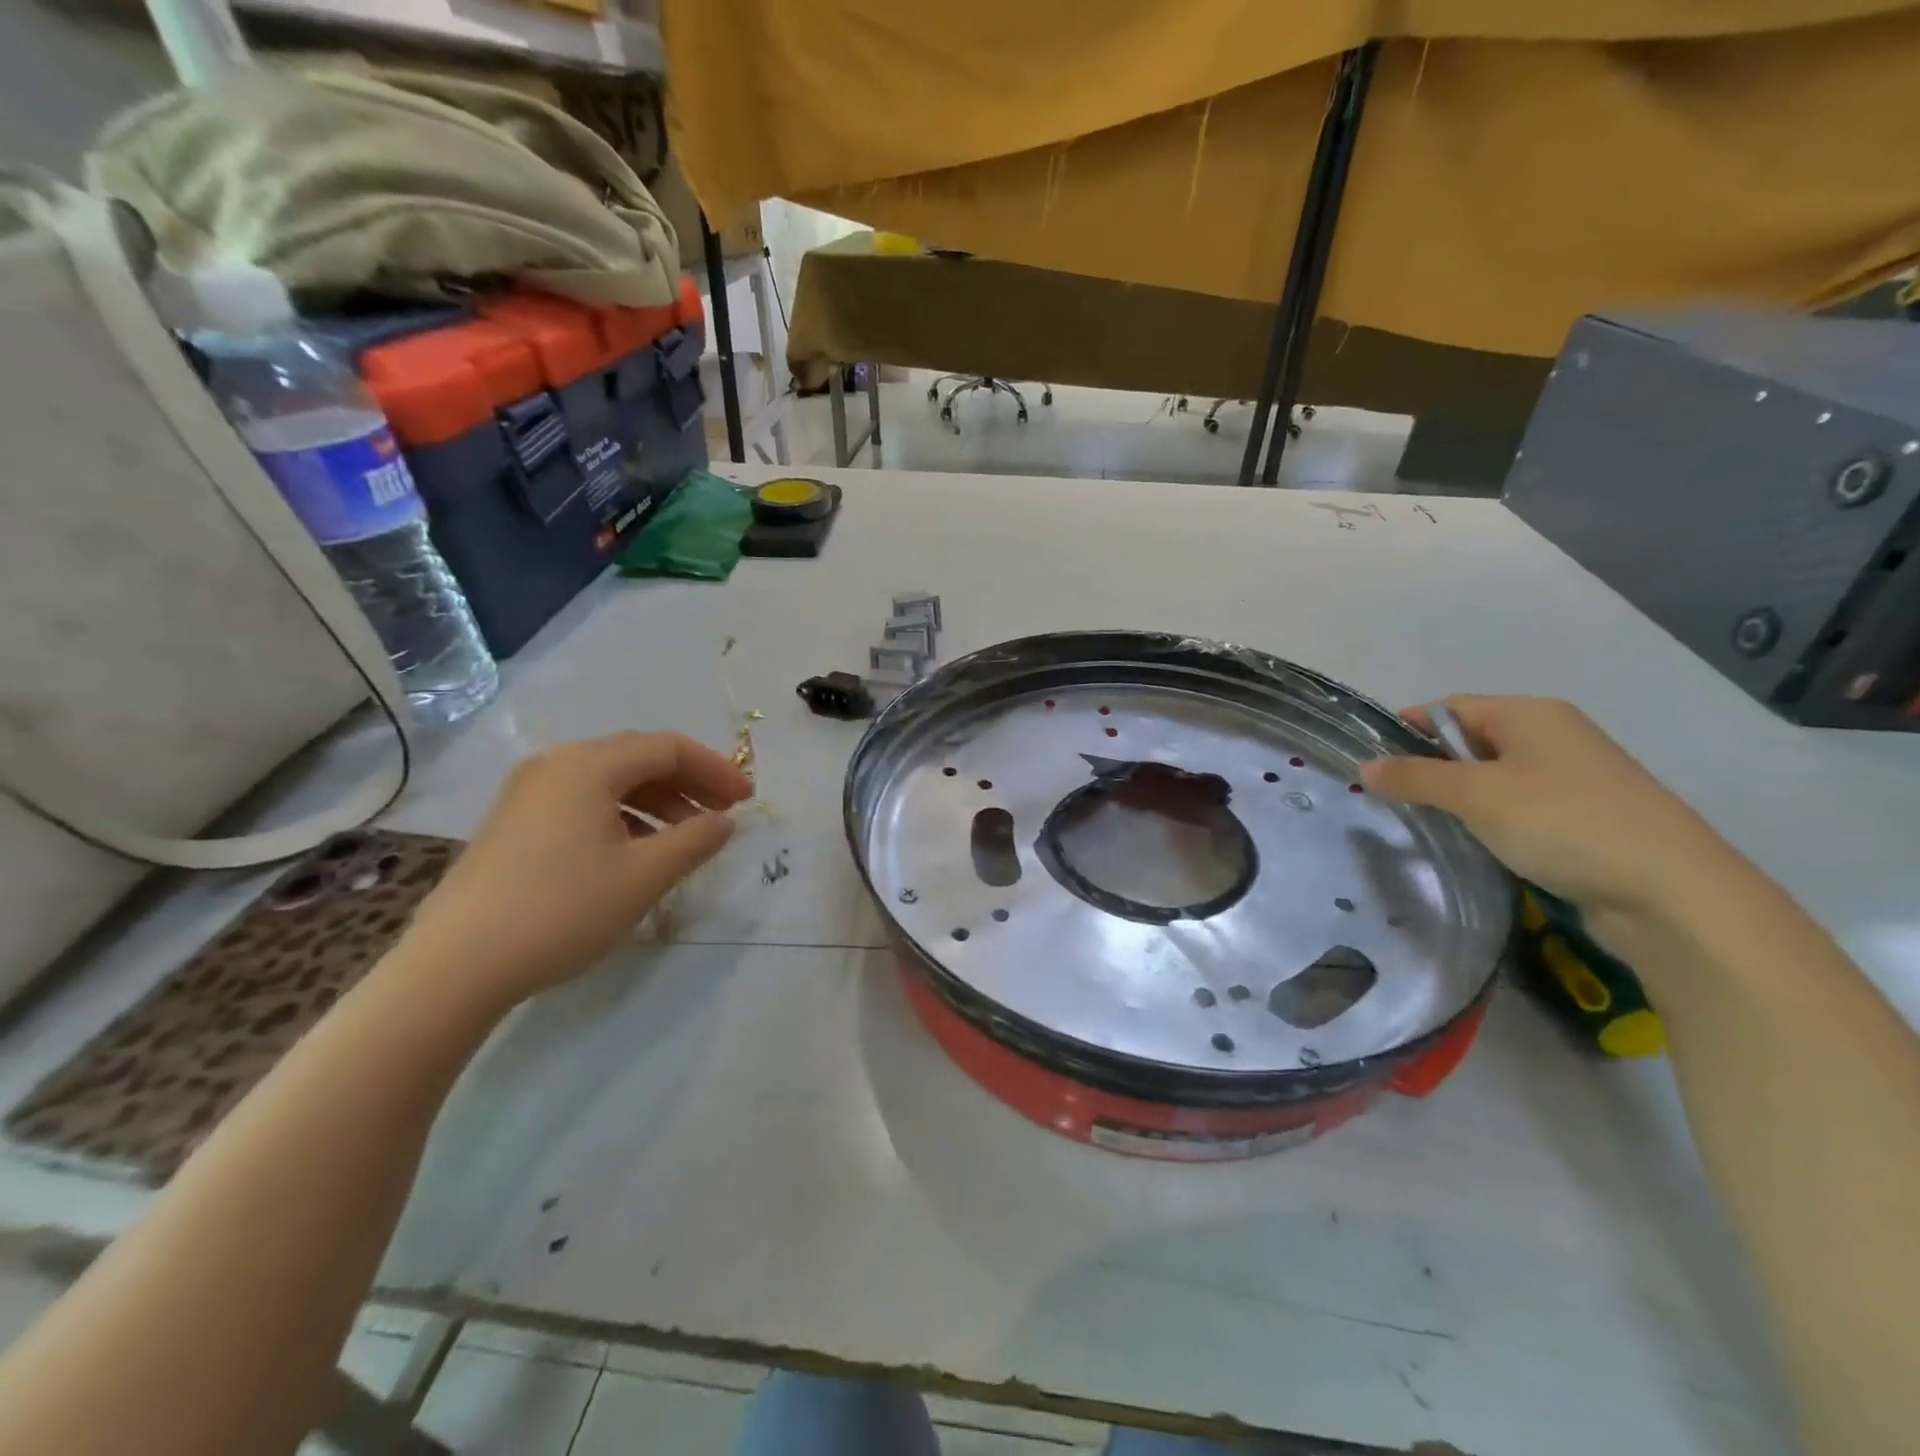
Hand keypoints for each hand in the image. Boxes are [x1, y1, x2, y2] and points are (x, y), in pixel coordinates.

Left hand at [397, 732, 752, 1008]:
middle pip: (638, 759)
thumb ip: (695, 840)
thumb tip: (725, 821)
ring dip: (658, 802)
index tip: (747, 800)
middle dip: (689, 784)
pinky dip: (623, 817)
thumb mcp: (644, 876)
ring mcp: (528, 794)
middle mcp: (555, 765)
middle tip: (723, 815)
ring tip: (687, 838)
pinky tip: (637, 851)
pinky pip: (583, 803)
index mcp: (588, 765)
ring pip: (610, 782)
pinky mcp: (513, 824)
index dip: (716, 770)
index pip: (668, 748)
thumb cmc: (562, 910)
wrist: (455, 967)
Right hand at [1359, 696, 1741, 918]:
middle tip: (1395, 799)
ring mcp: (1576, 776)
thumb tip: (1364, 766)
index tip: (1372, 763)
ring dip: (1461, 797)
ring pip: (1495, 776)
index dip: (1407, 730)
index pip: (1450, 708)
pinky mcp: (1587, 816)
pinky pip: (1521, 805)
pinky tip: (1479, 843)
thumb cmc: (1562, 823)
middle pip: (1471, 740)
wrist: (1672, 892)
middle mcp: (1555, 735)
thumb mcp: (1475, 796)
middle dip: (1431, 766)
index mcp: (1530, 714)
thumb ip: (1414, 777)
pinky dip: (1493, 819)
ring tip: (1430, 824)